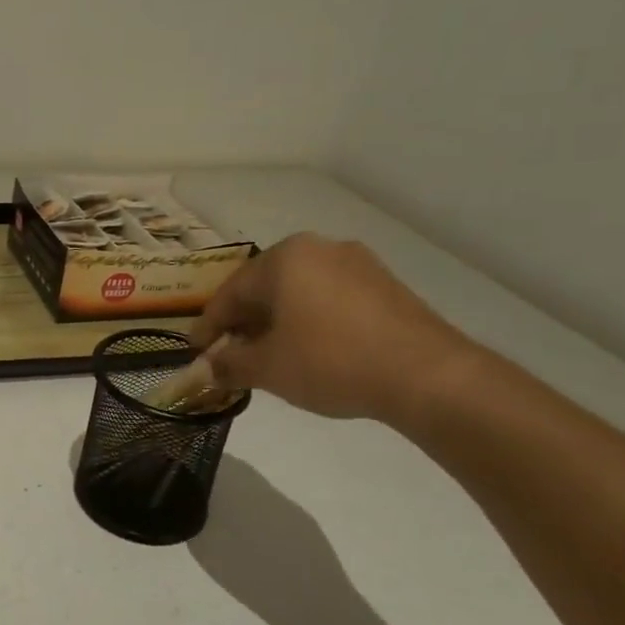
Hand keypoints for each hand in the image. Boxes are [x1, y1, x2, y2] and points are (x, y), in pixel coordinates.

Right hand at [190, 233, 471, 423]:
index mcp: (283, 258)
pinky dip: (310, 321)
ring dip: (277, 323)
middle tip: (230, 354)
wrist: (427, 375)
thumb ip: (229, 364)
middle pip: (265, 288)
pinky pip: (329, 299)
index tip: (196, 352)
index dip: (209, 326)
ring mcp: (357, 263)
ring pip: (298, 292)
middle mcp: (318, 248)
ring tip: (269, 356)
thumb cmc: (331, 361)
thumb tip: (208, 368)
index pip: (230, 293)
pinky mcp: (385, 285)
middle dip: (244, 323)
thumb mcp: (267, 368)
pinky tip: (310, 350)